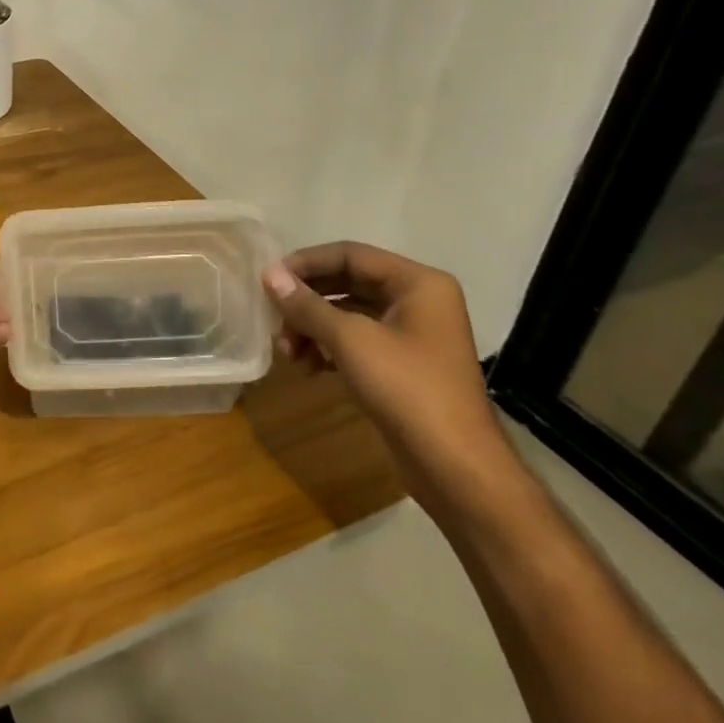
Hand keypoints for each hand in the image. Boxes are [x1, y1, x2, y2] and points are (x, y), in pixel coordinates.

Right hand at [263, 242, 509, 508]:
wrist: (455, 467)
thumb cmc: (407, 390)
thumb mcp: (350, 341)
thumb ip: (307, 305)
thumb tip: (268, 274)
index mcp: (418, 283)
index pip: (350, 255)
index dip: (306, 263)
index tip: (268, 280)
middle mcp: (417, 301)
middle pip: (346, 283)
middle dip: (306, 301)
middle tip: (274, 318)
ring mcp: (411, 334)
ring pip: (347, 314)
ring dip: (312, 328)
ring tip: (288, 352)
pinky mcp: (401, 365)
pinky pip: (355, 341)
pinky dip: (327, 348)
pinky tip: (307, 367)